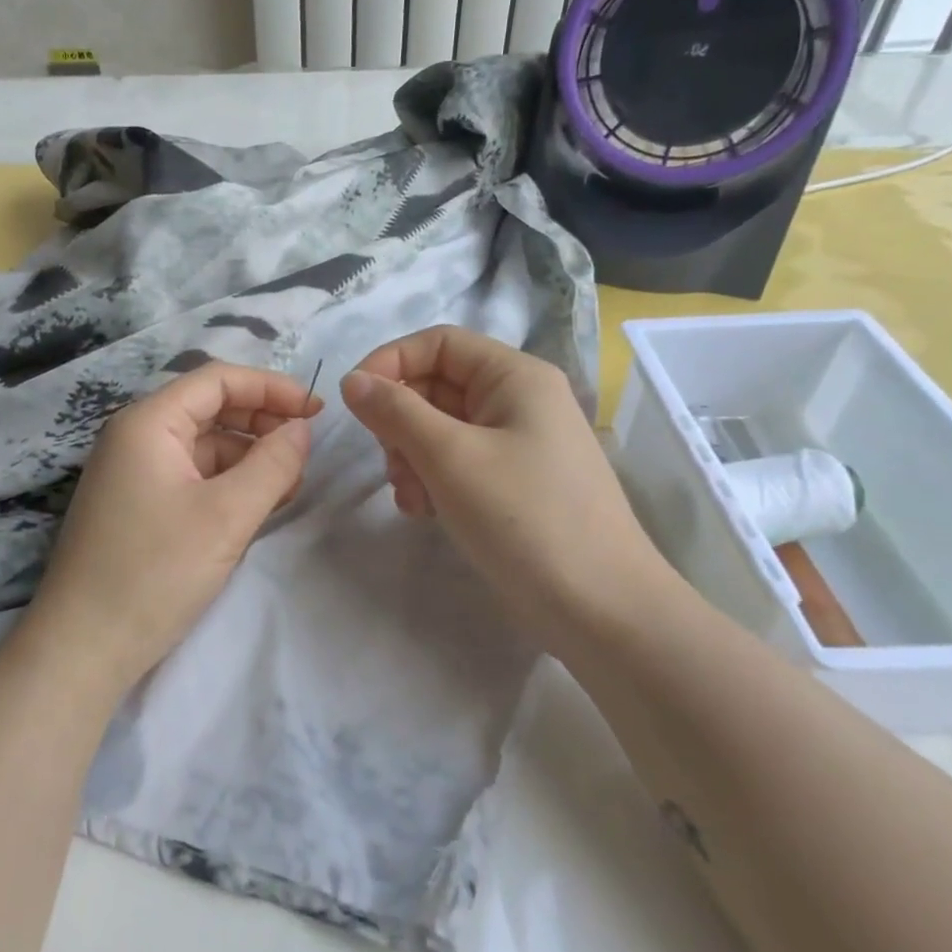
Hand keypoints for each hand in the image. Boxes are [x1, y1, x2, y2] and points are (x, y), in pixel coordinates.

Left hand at [24, 362, 321, 694]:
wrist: (83, 649)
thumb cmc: (155, 572)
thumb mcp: (227, 515)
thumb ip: (273, 463)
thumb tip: (302, 429)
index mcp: (148, 423)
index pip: (218, 379)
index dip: (272, 388)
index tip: (317, 411)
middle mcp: (135, 437)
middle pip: (210, 409)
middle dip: (262, 424)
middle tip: (305, 453)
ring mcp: (133, 473)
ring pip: (204, 447)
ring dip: (248, 458)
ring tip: (288, 487)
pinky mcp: (137, 506)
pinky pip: (191, 477)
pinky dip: (227, 484)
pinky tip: (255, 507)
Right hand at [340, 325, 679, 637]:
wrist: (599, 608)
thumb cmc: (524, 517)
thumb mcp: (450, 458)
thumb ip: (396, 412)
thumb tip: (352, 380)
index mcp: (515, 377)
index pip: (438, 343)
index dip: (390, 363)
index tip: (353, 402)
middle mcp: (519, 400)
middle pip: (437, 386)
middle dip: (401, 421)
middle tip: (391, 465)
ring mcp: (518, 444)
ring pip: (441, 428)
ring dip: (411, 456)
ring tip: (411, 498)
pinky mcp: (513, 483)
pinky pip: (458, 462)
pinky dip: (432, 479)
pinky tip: (424, 512)